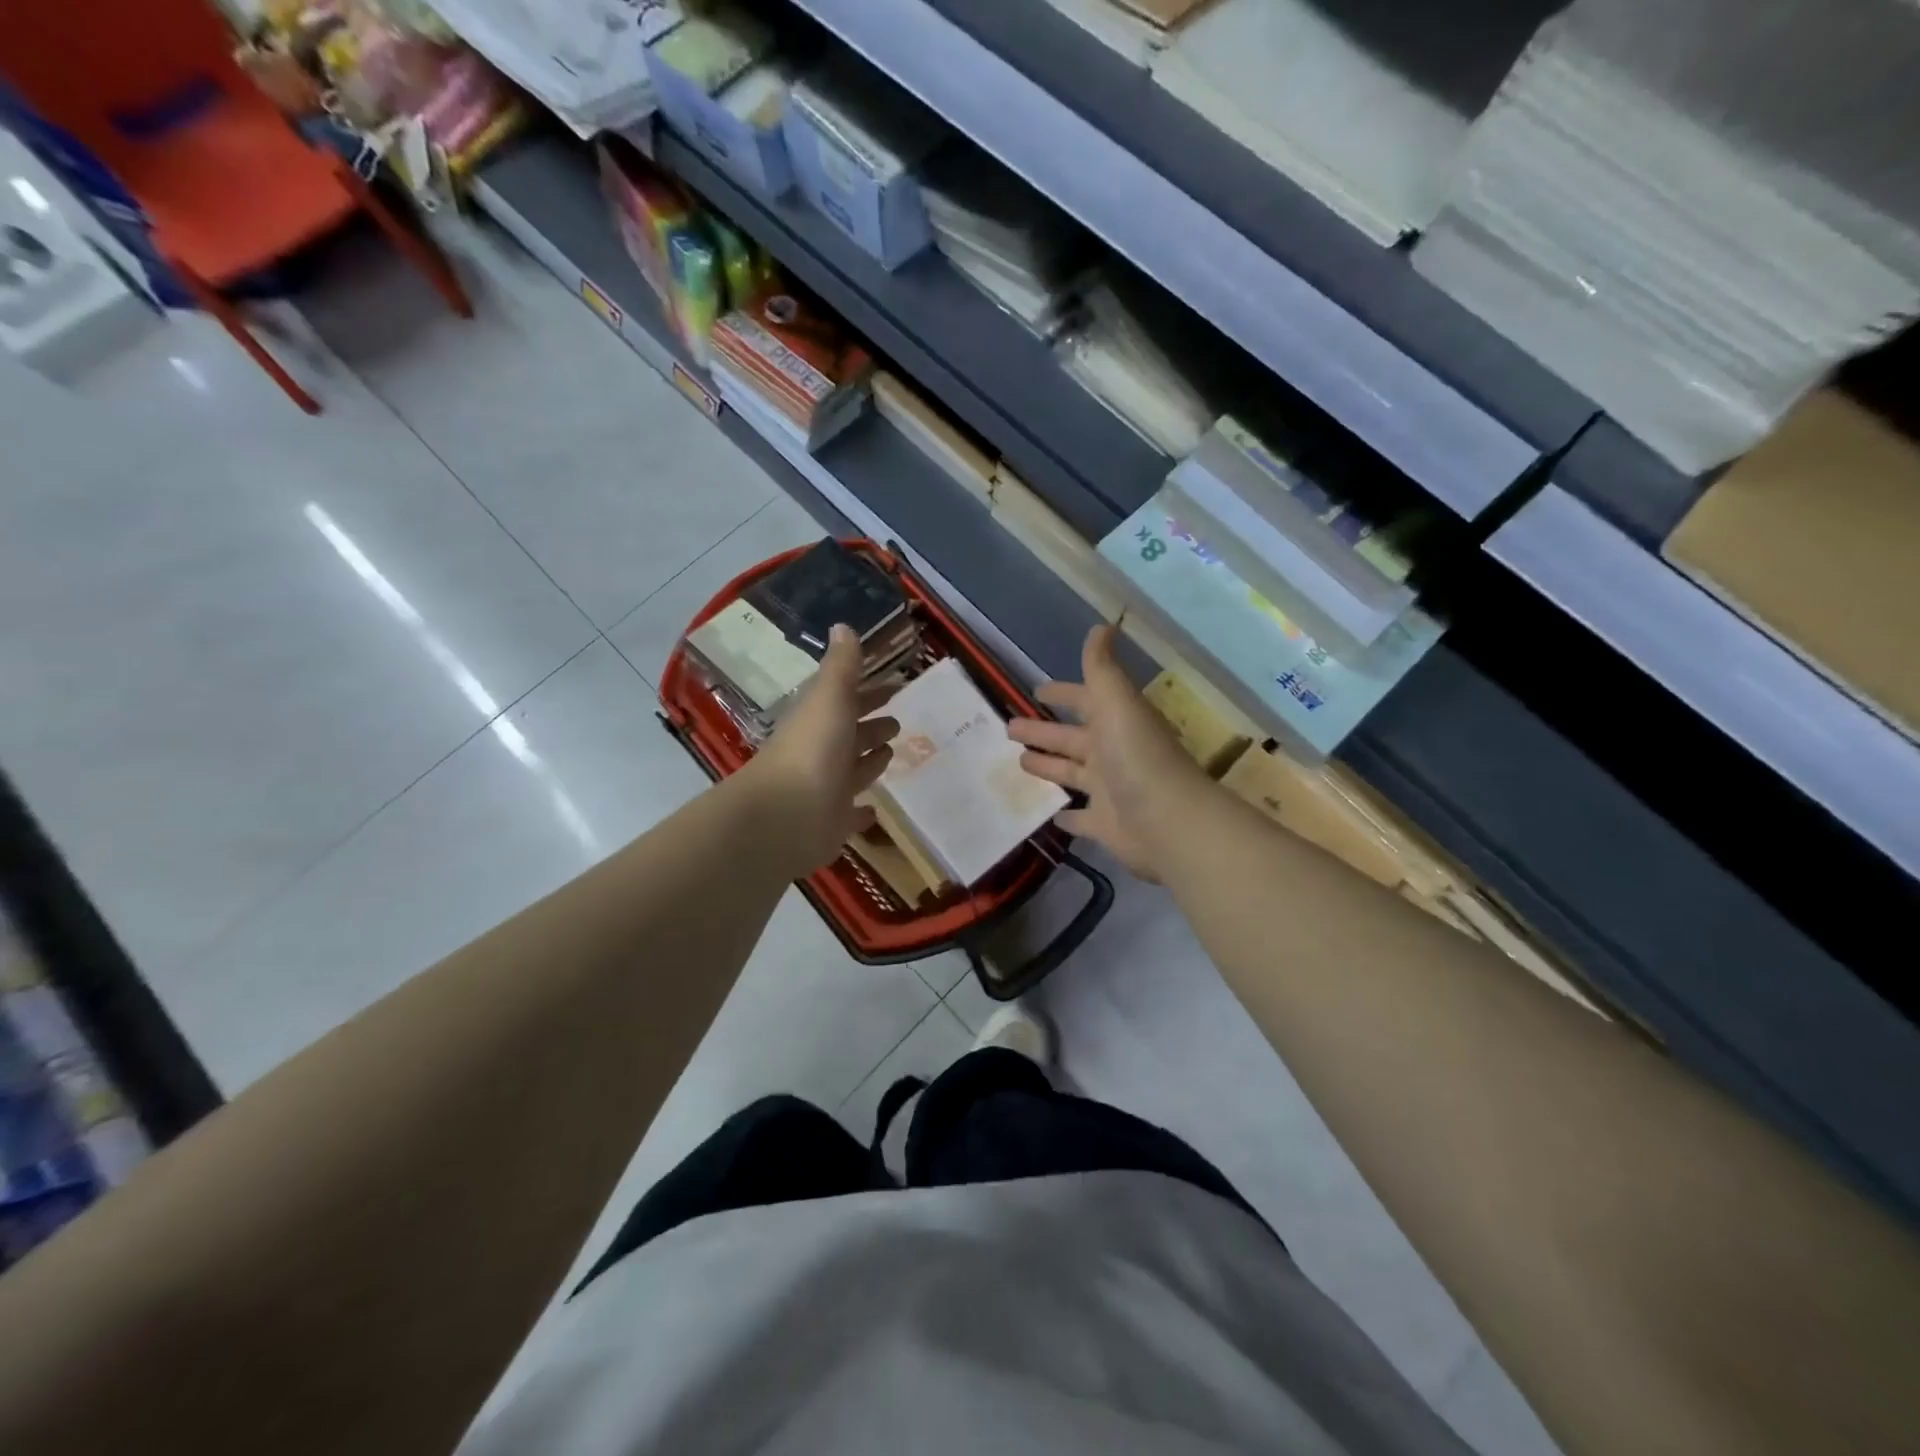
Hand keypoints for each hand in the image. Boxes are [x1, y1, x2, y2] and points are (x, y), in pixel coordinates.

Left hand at [746, 624, 899, 873]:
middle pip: (850, 735)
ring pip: (853, 770)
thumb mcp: (830, 698)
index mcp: (819, 720)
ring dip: (870, 760)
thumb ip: (841, 666)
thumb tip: (842, 625)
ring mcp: (826, 789)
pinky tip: (875, 810)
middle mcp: (822, 752)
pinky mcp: (832, 823)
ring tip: (893, 752)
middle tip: (898, 720)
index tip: (895, 686)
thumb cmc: (813, 750)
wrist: (785, 817)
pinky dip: (862, 811)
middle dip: (872, 725)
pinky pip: (851, 814)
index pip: (846, 700)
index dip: (869, 693)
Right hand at [1007, 625, 1213, 881]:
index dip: (1062, 694)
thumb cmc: (1137, 758)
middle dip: (1042, 731)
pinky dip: (1065, 815)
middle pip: (1071, 739)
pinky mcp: (1105, 825)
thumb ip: (1102, 669)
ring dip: (1048, 767)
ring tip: (1017, 762)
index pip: (1085, 701)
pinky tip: (1046, 814)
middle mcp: (1113, 753)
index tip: (1036, 691)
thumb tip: (1102, 626)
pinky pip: (1080, 818)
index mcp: (1116, 722)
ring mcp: (1109, 791)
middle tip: (1008, 727)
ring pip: (1071, 774)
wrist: (1169, 822)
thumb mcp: (1117, 703)